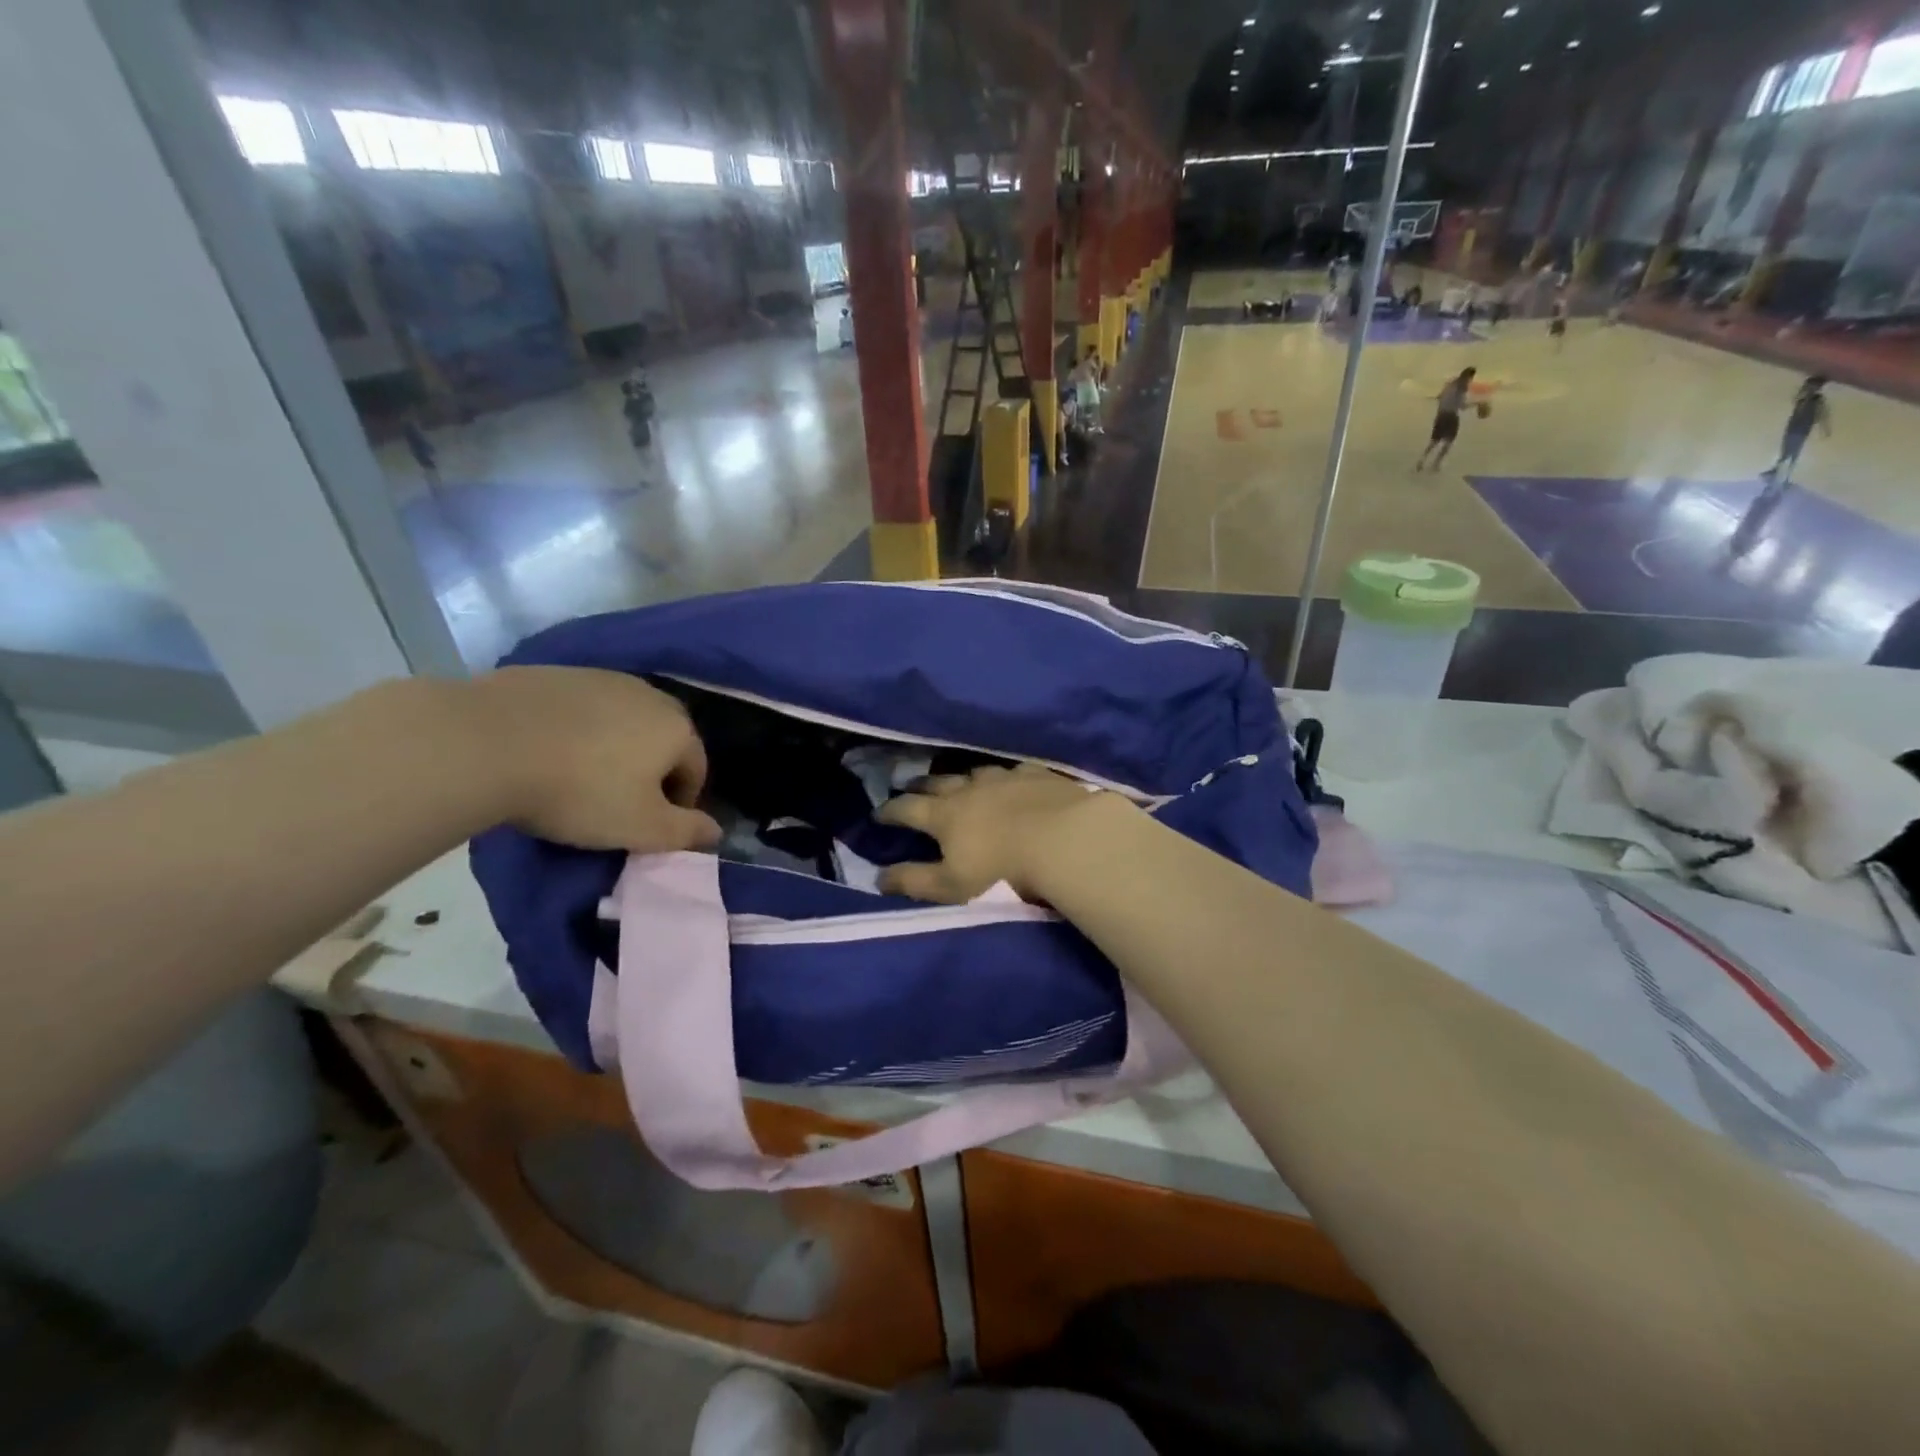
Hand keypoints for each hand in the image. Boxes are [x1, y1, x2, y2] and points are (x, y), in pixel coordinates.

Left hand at [471, 667, 720, 852]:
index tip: (651, 826)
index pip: (697, 769)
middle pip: (663, 739)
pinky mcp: (557, 672)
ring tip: (580, 775)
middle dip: (651, 770)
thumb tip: (718, 832)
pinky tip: (548, 751)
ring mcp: (602, 678)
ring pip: (623, 720)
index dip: (680, 803)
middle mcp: (649, 694)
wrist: (485, 742)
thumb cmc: (579, 791)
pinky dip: (577, 729)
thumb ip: (687, 832)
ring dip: (615, 746)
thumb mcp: (641, 827)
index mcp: (677, 729)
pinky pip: (582, 708)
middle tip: (619, 801)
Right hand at [874, 764, 1130, 902]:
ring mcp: (1006, 778)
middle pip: (938, 782)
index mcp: (945, 815)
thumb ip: (913, 881)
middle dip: (920, 785)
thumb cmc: (1002, 872)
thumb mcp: (951, 886)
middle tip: (910, 786)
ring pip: (976, 772)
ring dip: (962, 777)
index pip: (908, 809)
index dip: (890, 811)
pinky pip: (1015, 771)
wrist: (1066, 842)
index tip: (878, 813)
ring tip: (959, 781)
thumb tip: (878, 877)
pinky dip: (1006, 776)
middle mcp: (971, 789)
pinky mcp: (1039, 776)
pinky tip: (1011, 779)